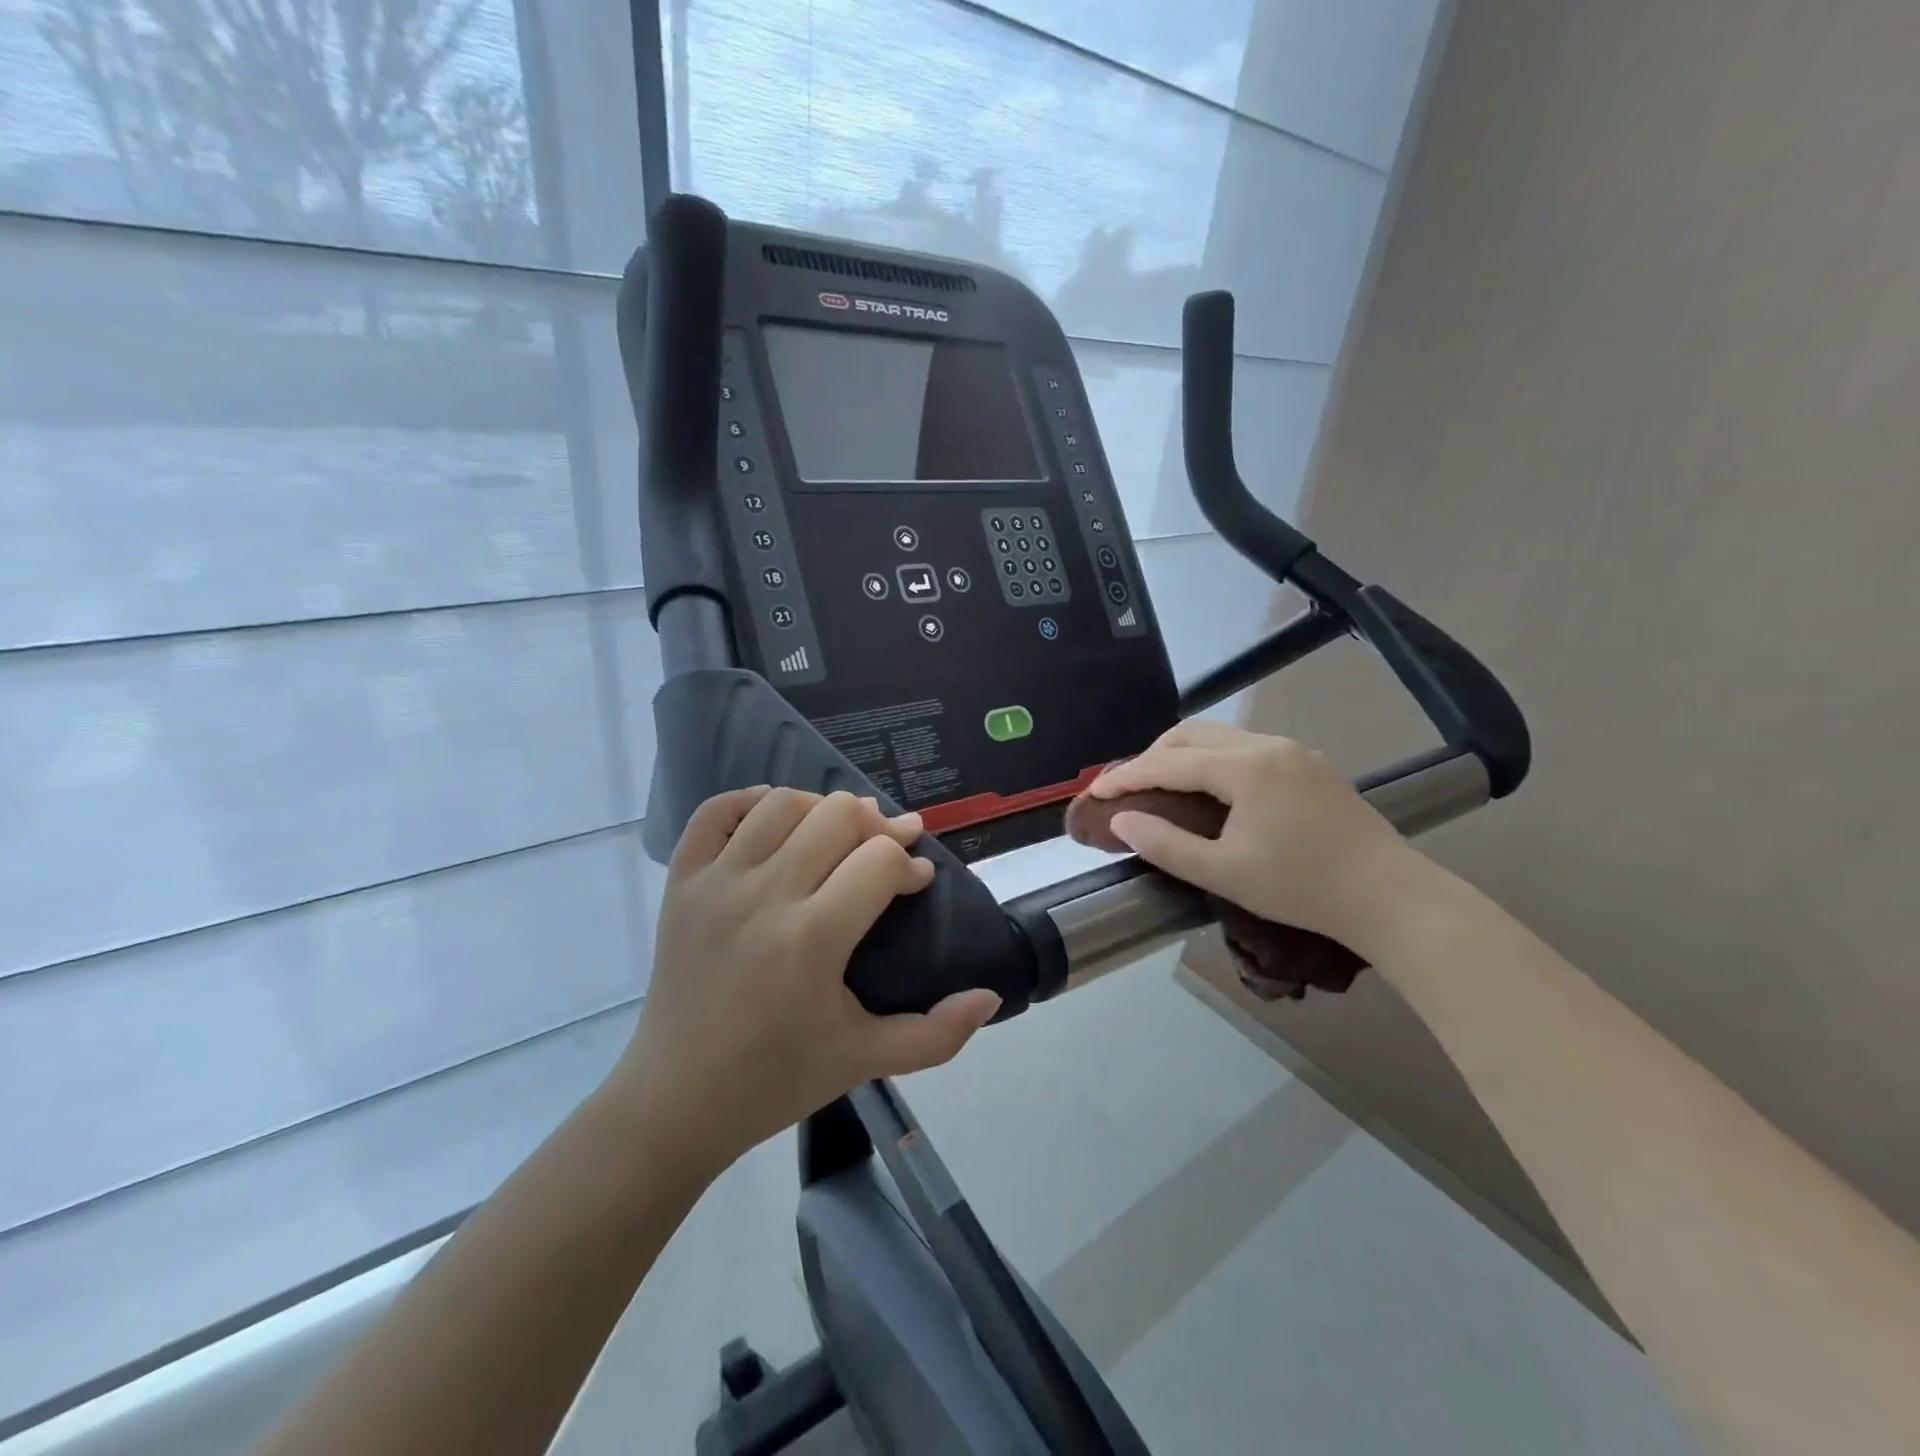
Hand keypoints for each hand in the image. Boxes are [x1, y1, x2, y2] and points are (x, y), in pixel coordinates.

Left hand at [610, 787, 1001, 1171]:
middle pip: (837, 815)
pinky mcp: (681, 883)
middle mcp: (764, 896)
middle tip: (887, 851)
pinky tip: (775, 818)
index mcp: (812, 939)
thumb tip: (990, 994)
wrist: (676, 1100)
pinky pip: (715, 812)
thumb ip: (939, 1034)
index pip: (880, 860)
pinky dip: (749, 802)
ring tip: (838, 835)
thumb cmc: (776, 1079)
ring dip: (821, 810)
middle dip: (876, 827)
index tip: (916, 883)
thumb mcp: (867, 1060)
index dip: (910, 864)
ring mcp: (716, 883)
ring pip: (782, 803)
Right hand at [1086, 722, 1425, 953]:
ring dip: (1182, 755)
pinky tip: (1211, 788)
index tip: (1094, 792)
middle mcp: (1267, 745)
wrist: (1389, 895)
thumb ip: (1165, 844)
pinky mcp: (1309, 763)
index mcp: (1245, 768)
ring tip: (1162, 786)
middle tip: (1128, 789)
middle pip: (1191, 735)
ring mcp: (1293, 750)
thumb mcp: (1224, 873)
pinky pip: (1246, 746)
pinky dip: (1213, 759)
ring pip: (1219, 736)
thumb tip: (1122, 820)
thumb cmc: (1301, 887)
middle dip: (1151, 756)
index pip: (1168, 762)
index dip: (1126, 776)